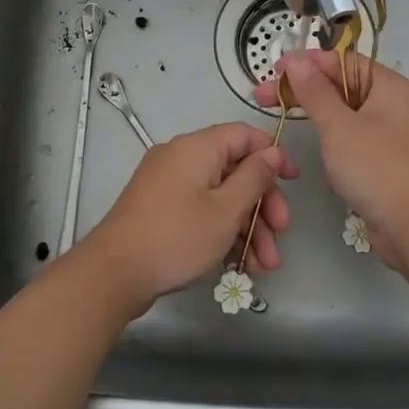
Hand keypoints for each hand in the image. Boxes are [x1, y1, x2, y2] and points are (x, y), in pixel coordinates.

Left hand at [80, 124, 299, 314]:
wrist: (114, 274)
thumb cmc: (177, 236)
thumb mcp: (226, 210)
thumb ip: (255, 178)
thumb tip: (272, 151)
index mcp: (197, 148)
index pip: (244, 135)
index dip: (272, 155)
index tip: (294, 181)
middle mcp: (181, 159)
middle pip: (234, 170)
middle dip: (263, 204)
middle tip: (281, 234)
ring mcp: (168, 185)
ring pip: (220, 196)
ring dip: (247, 227)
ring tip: (265, 266)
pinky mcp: (160, 210)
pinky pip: (200, 211)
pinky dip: (222, 232)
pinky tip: (240, 265)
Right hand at [255, 50, 408, 271]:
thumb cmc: (378, 169)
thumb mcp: (339, 127)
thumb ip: (315, 92)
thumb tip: (296, 60)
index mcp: (391, 87)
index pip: (344, 61)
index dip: (307, 62)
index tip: (273, 71)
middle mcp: (396, 106)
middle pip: (344, 87)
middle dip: (305, 92)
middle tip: (264, 98)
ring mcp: (394, 137)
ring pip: (348, 117)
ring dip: (319, 120)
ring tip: (287, 124)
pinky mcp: (389, 164)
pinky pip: (356, 143)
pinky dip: (335, 145)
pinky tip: (321, 159)